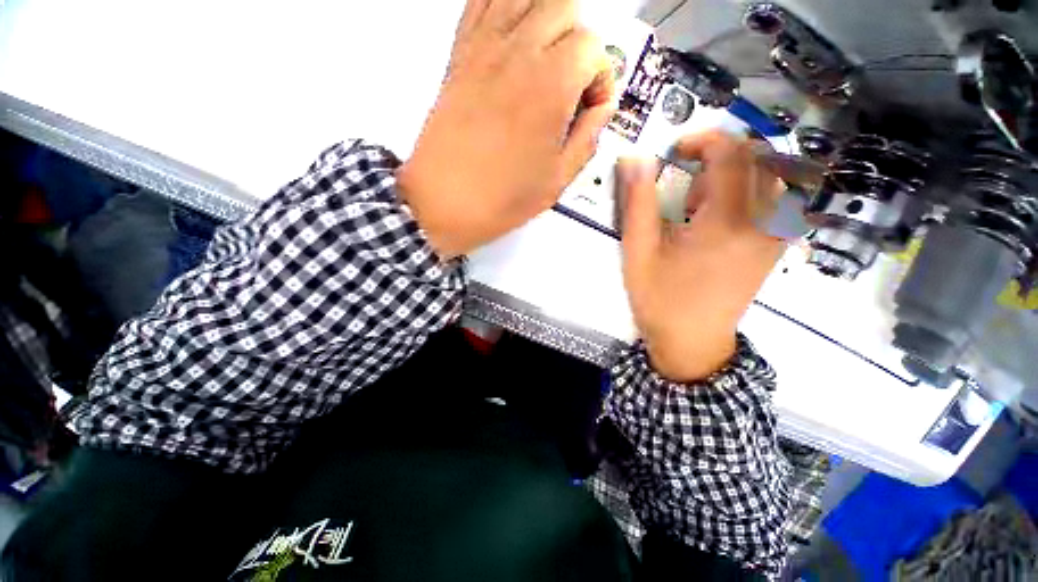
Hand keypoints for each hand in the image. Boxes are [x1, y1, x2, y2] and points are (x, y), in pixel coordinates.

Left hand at [397, 0, 615, 258]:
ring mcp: (483, 49)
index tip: (591, 106)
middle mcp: (518, 54)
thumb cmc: (497, 199)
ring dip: (546, 17)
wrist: (443, 202)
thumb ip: (587, 139)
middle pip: (564, 6)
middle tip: (573, 79)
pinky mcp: (459, 55)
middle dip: (579, 41)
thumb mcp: (557, 181)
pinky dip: (503, 5)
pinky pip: (481, 2)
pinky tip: (513, 34)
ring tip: (548, 55)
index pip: (593, 47)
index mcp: (550, 85)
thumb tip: (600, 112)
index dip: (600, 78)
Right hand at [619, 132, 785, 381]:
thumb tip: (635, 160)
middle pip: (758, 157)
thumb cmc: (660, 300)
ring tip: (697, 202)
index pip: (731, 153)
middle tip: (684, 179)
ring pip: (770, 176)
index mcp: (726, 222)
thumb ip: (638, 203)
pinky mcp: (773, 246)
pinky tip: (716, 216)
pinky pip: (774, 199)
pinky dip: (745, 191)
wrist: (692, 342)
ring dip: (732, 173)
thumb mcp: (638, 252)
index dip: (702, 139)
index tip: (674, 151)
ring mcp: (774, 236)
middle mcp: (762, 223)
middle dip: (718, 155)